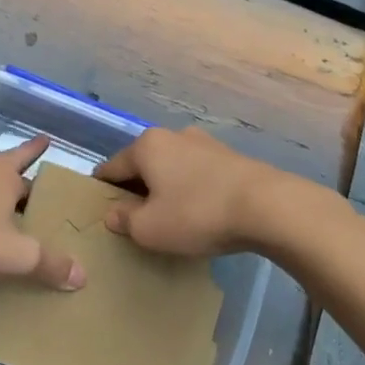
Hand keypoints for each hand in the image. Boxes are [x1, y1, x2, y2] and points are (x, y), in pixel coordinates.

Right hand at [93, 127, 288, 257]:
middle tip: (134, 217)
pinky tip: (197, 210)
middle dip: (136, 187)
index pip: (112, 167)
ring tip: (168, 215)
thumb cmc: (196, 214)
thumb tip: (114, 213)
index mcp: (147, 146)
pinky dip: (189, 188)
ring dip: (165, 187)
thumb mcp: (150, 229)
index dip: (102, 189)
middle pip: (142, 163)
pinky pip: (196, 173)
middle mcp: (172, 135)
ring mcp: (204, 143)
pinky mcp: (229, 156)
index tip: (99, 206)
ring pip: (171, 166)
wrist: (266, 206)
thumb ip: (125, 220)